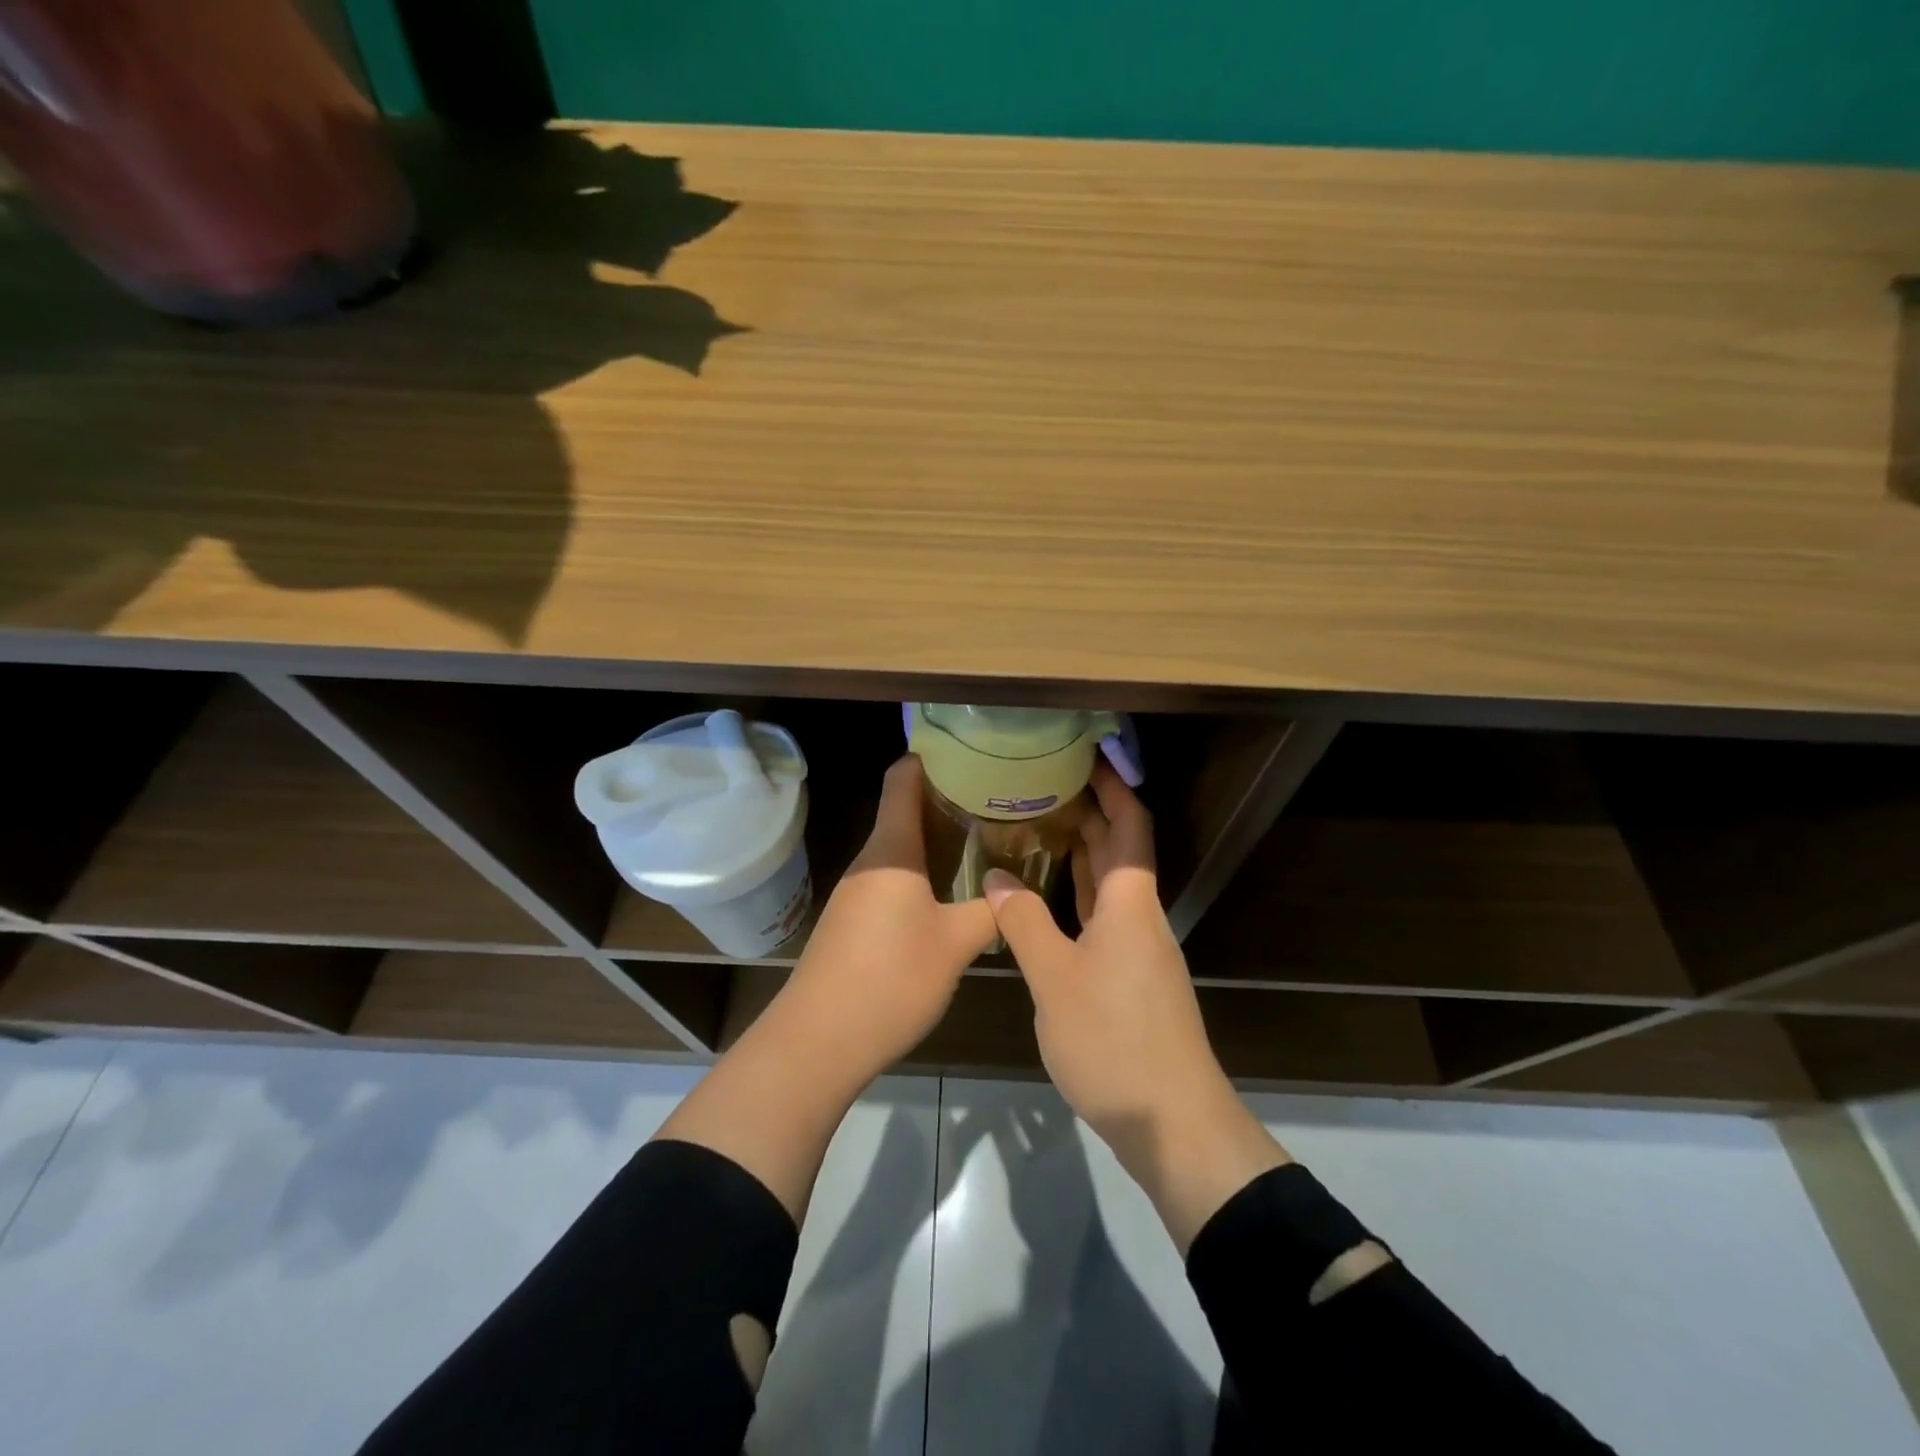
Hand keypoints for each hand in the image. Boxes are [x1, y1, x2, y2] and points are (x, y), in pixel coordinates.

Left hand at [775, 755, 997, 1081]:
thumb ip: (991, 911)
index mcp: (892, 849)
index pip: (903, 778)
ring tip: (985, 840)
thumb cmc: (890, 979)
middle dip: (948, 799)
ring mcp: (857, 891)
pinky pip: (893, 877)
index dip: (932, 757)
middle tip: (997, 800)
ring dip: (938, 838)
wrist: (818, 1041)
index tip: (971, 753)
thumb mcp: (956, 943)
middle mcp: (870, 860)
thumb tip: (1016, 891)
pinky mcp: (853, 920)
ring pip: (901, 847)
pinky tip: (952, 890)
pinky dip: (923, 871)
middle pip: (905, 809)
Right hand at [983, 763, 1289, 1249]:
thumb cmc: (1114, 1041)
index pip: (1130, 826)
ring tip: (1039, 827)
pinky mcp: (1131, 978)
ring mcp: (1138, 949)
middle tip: (1045, 784)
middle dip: (1091, 812)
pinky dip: (1077, 894)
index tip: (1087, 755)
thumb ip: (1024, 922)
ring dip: (1082, 853)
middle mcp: (1140, 917)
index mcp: (1130, 904)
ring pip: (1110, 885)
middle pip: (1120, 850)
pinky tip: (1047, 896)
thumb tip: (995, 875)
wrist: (1171, 1121)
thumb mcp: (1055, 978)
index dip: (1114, 787)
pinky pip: (1103, 916)